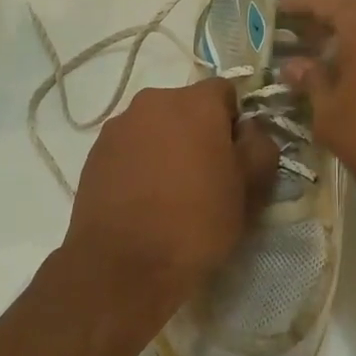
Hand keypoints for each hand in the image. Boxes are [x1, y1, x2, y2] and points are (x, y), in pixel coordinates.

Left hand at [62, 78, 279, 320]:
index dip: (235, 121)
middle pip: (186, 107)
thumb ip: (260, 147)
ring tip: (169, 191)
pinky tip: (143, 198)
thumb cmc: (196, 223)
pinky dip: (139, 162)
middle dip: (198, 132)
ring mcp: (118, 126)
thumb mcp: (249, 190)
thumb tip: (250, 130)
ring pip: (154, 126)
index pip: (225, 91)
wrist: (123, 264)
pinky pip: (129, 147)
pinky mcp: (94, 152)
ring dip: (166, 146)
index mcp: (194, 102)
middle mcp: (152, 101)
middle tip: (205, 176)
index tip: (235, 156)